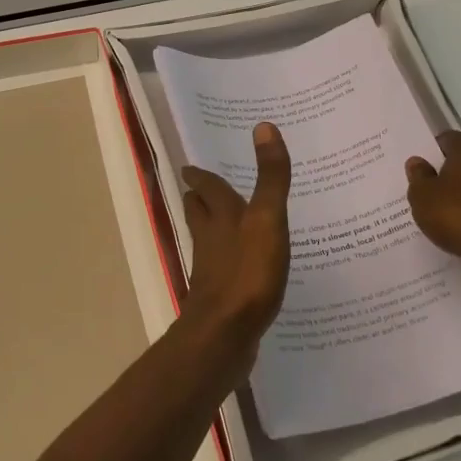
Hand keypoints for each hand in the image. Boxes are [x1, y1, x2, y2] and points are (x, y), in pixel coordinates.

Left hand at [181, 121, 291, 344]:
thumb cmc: (247, 272)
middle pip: (199, 214)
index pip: (208, 189)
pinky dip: (228, 262)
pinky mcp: (221, 298)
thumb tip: (264, 126)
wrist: (225, 335)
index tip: (191, 167)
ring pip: (208, 241)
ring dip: (212, 229)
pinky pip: (222, 271)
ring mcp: (212, 271)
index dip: (201, 177)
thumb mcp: (266, 219)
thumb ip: (270, 178)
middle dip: (199, 200)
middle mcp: (210, 240)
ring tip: (223, 223)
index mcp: (220, 217)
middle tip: (200, 189)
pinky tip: (241, 268)